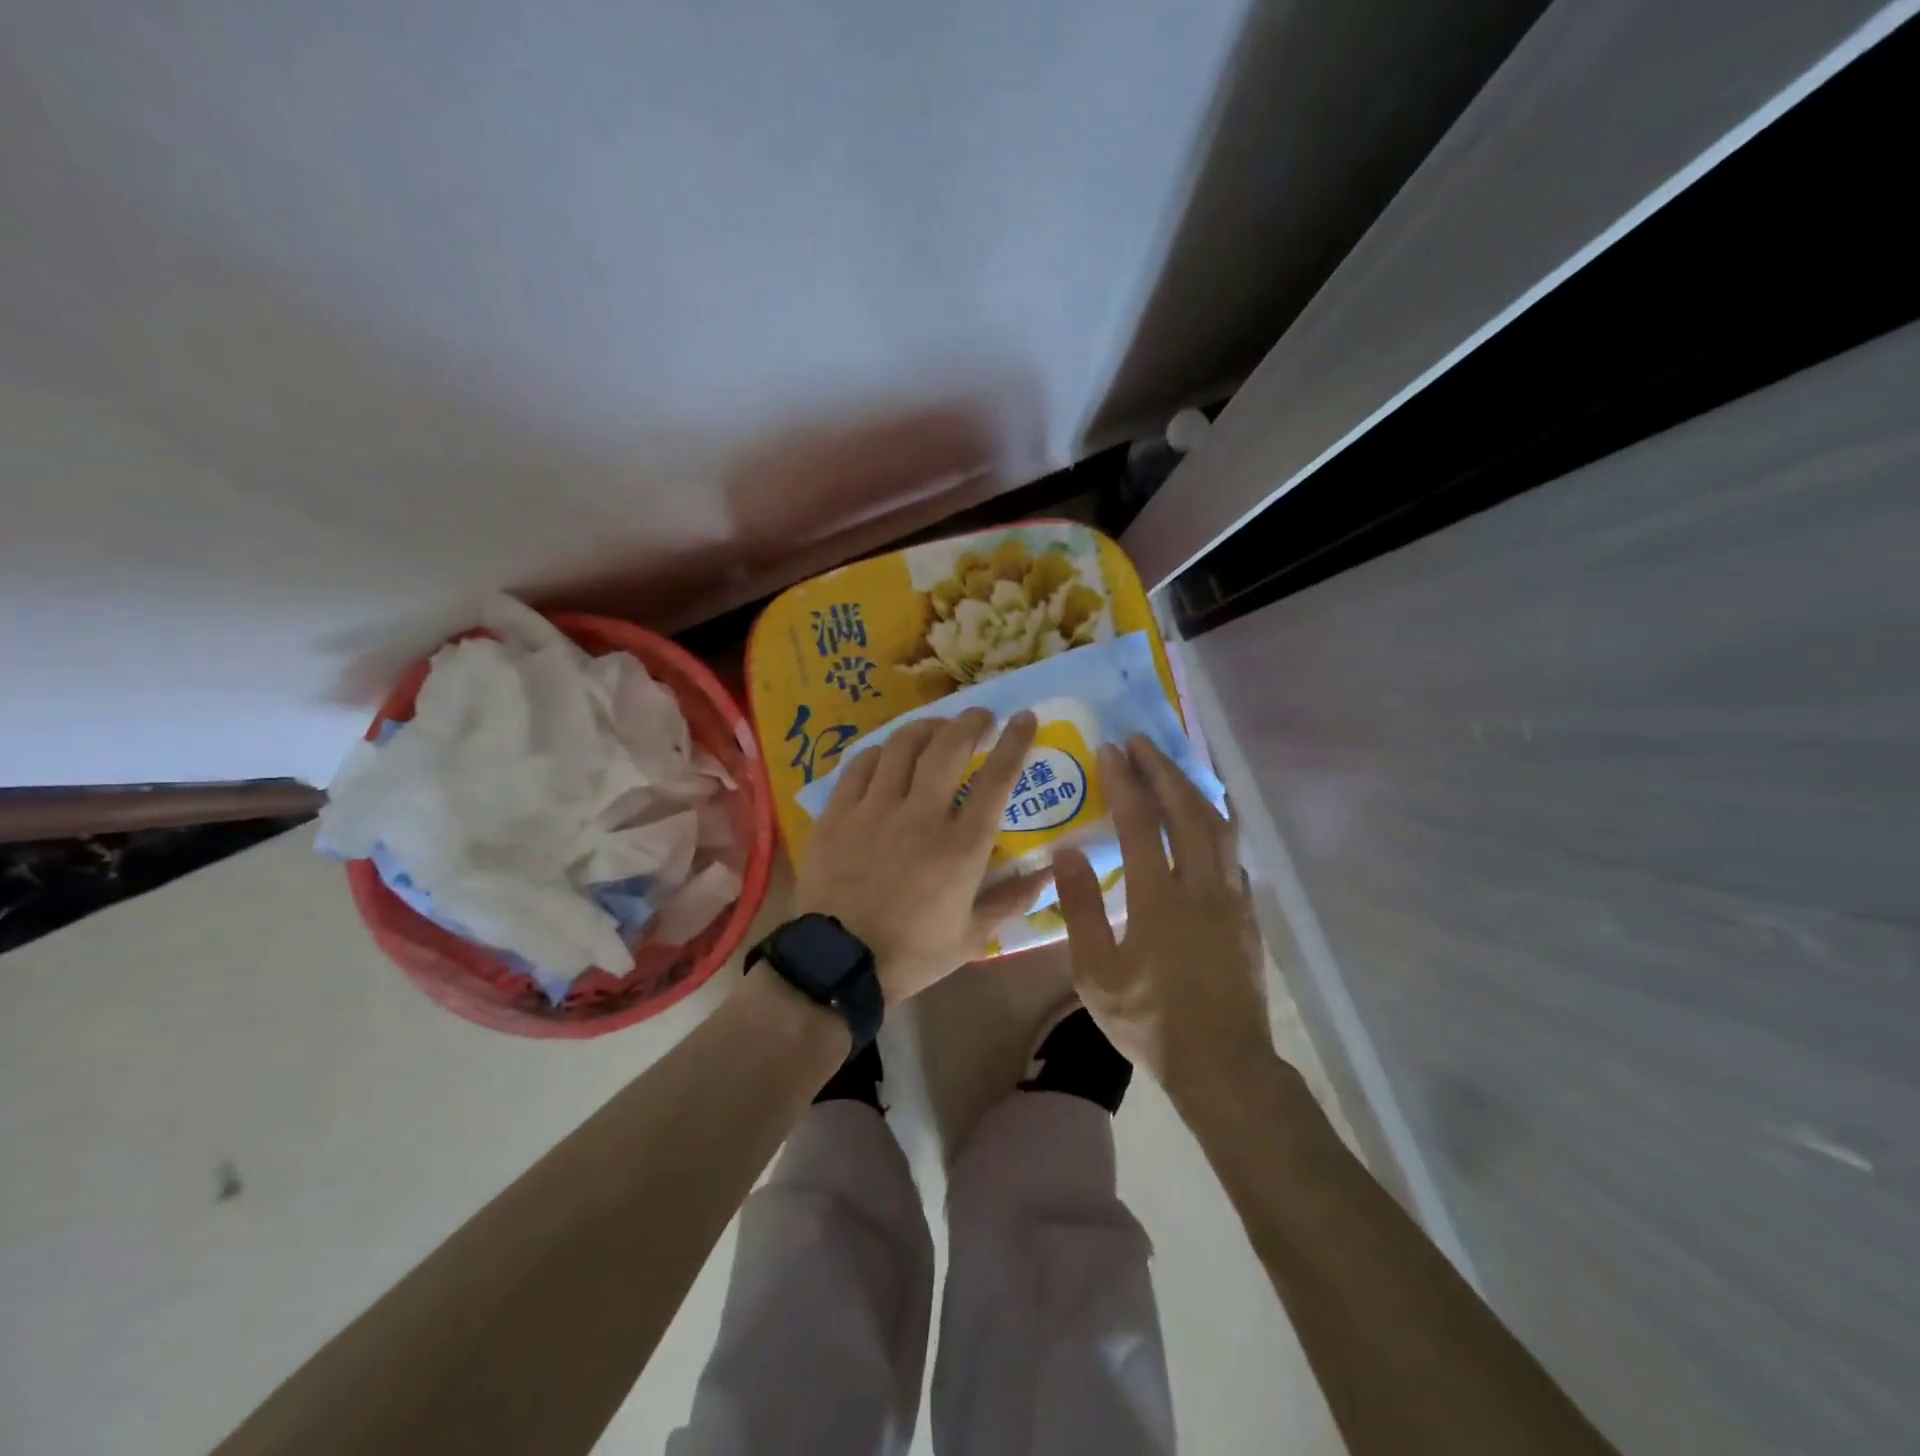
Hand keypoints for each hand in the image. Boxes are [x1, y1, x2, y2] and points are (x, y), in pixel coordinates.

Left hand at [794, 708, 1048, 1005]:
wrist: (838, 964)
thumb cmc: (911, 953)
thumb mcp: (971, 937)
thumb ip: (1011, 900)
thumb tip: (1048, 873)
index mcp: (960, 846)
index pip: (997, 780)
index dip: (1014, 742)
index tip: (1024, 718)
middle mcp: (921, 816)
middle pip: (948, 747)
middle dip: (970, 721)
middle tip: (980, 716)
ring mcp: (875, 810)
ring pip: (903, 746)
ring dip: (925, 728)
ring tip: (936, 729)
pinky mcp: (838, 813)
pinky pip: (861, 765)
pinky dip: (881, 752)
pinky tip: (888, 756)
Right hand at [1055, 735, 1275, 1099]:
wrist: (1223, 1064)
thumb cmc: (1150, 1021)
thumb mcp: (1096, 973)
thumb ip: (1080, 909)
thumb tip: (1067, 852)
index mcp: (1159, 899)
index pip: (1141, 823)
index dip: (1126, 782)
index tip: (1111, 750)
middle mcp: (1201, 886)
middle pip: (1187, 811)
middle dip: (1163, 770)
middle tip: (1142, 741)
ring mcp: (1231, 898)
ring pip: (1219, 825)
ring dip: (1193, 788)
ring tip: (1173, 766)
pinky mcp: (1247, 913)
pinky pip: (1234, 850)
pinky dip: (1217, 820)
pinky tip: (1207, 817)